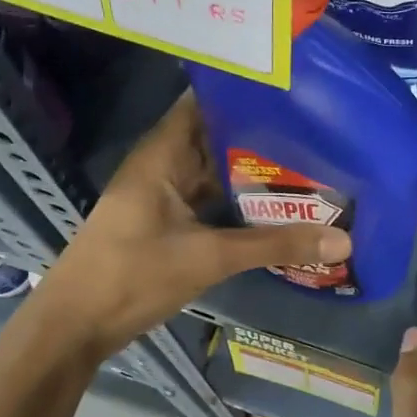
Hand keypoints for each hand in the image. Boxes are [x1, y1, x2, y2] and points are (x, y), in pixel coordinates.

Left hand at [36, 92, 350, 356]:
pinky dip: (235, 199)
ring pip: (212, 172)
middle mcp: (160, 166)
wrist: (74, 326)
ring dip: (249, 170)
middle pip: (213, 137)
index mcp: (161, 155)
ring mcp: (161, 196)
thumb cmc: (132, 276)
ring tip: (305, 160)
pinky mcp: (164, 222)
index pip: (203, 103)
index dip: (241, 93)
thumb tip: (342, 239)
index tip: (289, 89)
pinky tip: (273, 205)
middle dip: (258, 134)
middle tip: (314, 128)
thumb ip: (274, 245)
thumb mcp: (208, 258)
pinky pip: (206, 199)